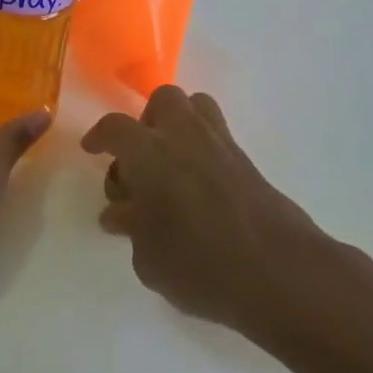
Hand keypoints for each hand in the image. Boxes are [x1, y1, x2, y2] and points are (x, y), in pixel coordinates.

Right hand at [83, 86, 344, 335]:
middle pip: (163, 100)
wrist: (280, 272)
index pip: (114, 128)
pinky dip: (202, 149)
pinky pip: (217, 137)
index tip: (92, 149)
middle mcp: (184, 135)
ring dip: (178, 126)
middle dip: (146, 122)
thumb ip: (131, 228)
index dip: (99, 136)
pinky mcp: (248, 162)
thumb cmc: (200, 265)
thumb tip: (121, 213)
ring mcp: (221, 145)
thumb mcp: (149, 258)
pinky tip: (197, 189)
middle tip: (139, 161)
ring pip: (196, 108)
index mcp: (149, 152)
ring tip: (170, 166)